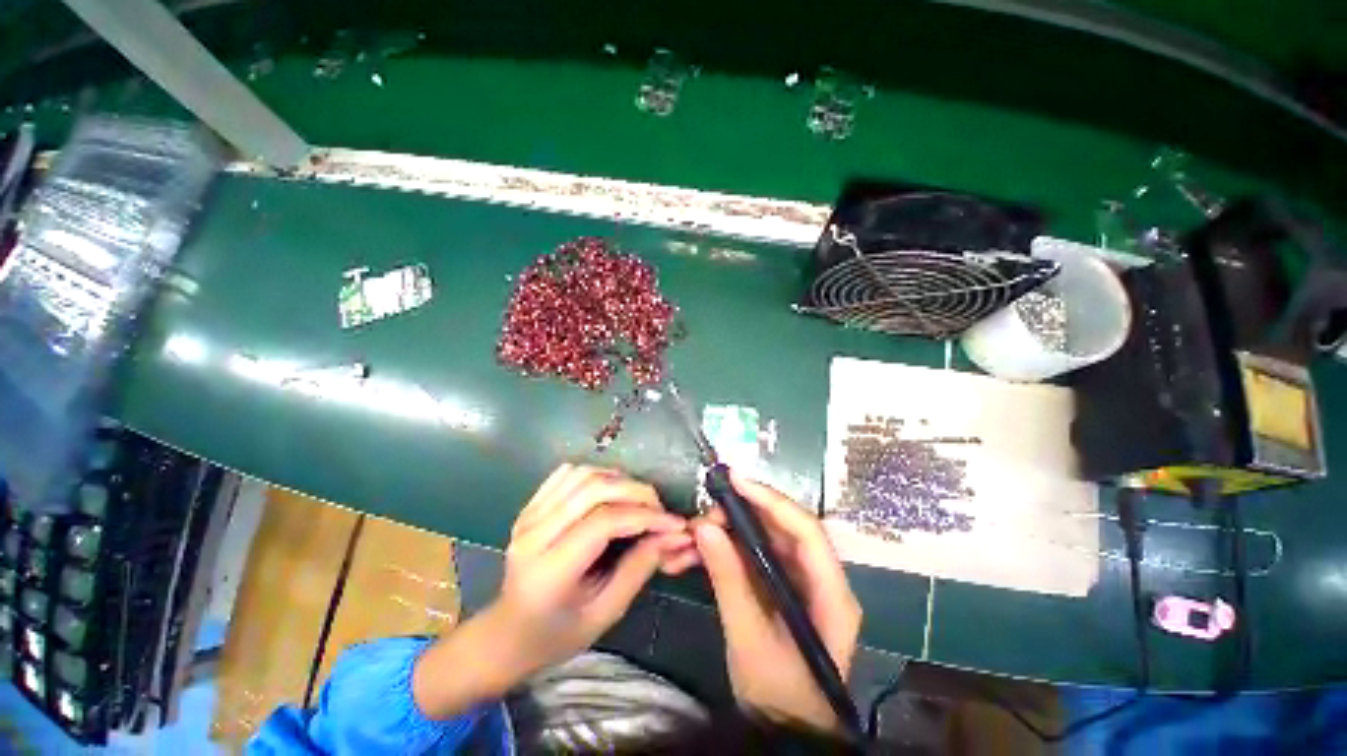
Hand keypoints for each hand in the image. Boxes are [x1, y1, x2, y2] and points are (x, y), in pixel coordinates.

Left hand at [488, 464, 691, 678]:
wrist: (506, 634)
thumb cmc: (556, 635)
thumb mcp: (604, 614)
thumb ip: (639, 569)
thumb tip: (672, 536)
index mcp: (550, 570)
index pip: (604, 522)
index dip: (645, 517)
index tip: (675, 524)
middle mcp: (534, 534)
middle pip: (594, 489)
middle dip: (637, 492)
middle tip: (660, 509)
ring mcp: (528, 515)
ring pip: (583, 475)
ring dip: (618, 480)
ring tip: (638, 501)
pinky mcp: (530, 506)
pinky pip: (567, 474)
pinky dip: (596, 474)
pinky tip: (610, 491)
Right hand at [693, 473, 860, 731]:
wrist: (785, 729)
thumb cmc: (779, 694)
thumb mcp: (750, 640)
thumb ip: (729, 581)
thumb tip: (705, 527)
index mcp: (831, 594)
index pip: (806, 531)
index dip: (772, 500)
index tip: (736, 482)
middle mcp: (819, 577)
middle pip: (782, 528)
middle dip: (740, 515)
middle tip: (703, 516)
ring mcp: (798, 579)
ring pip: (762, 537)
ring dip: (726, 531)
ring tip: (691, 536)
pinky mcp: (778, 584)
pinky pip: (751, 554)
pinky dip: (723, 549)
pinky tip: (694, 553)